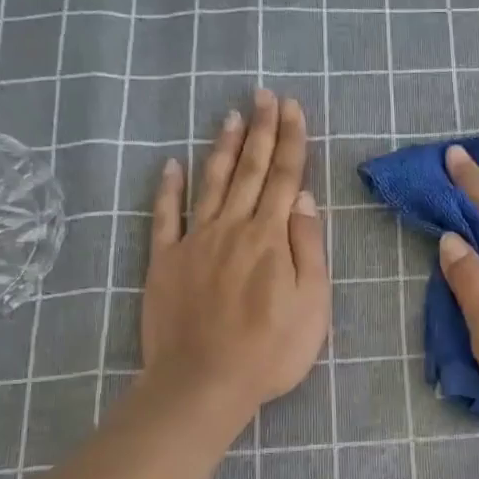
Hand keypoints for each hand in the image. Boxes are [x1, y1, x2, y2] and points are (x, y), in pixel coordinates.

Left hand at [141, 89, 328, 426]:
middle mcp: (233, 227)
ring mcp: (195, 241)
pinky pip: (165, 216)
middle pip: (250, 170)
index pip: (285, 177)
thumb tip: (304, 199)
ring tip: (231, 116)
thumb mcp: (313, 303)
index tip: (292, 108)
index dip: (291, 141)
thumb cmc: (271, 349)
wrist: (204, 383)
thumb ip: (309, 247)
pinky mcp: (165, 261)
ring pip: (211, 183)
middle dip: (260, 130)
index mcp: (271, 237)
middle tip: (264, 95)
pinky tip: (171, 164)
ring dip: (223, 148)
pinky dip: (168, 188)